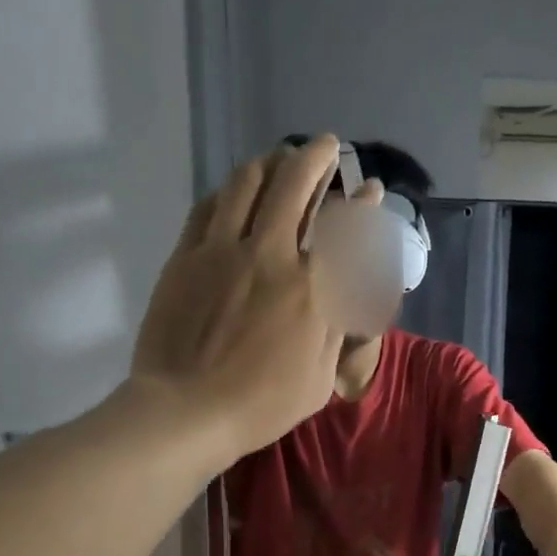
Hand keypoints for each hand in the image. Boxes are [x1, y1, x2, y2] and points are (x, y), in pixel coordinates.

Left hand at [132, 138, 346, 459]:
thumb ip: (333, 331)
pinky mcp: (186, 257)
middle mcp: (271, 256)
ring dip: (269, 163)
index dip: (362, 204)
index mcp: (311, 291)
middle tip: (324, 145)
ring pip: (247, 184)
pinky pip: (208, 207)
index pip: (345, 231)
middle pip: (295, 186)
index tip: (370, 188)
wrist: (187, 410)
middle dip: (314, 157)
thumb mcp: (319, 379)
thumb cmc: (261, 406)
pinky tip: (234, 190)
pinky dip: (228, 191)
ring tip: (278, 158)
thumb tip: (341, 296)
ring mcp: (223, 251)